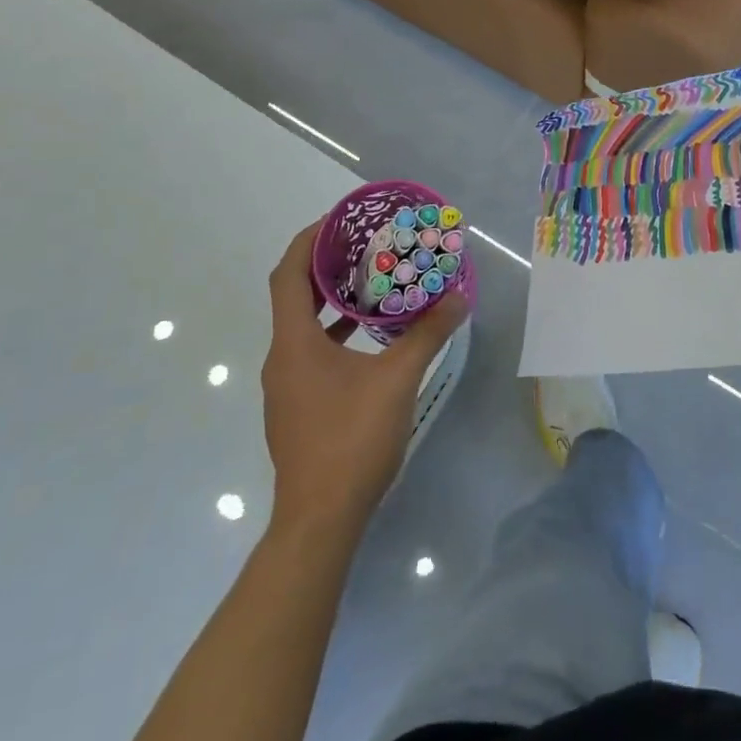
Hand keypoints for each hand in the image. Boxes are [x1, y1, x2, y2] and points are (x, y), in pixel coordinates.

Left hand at [260, 222, 468, 533]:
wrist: (320, 520)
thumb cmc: (351, 439)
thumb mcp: (397, 379)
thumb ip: (427, 334)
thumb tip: (458, 298)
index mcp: (294, 343)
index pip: (288, 275)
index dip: (308, 241)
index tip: (338, 220)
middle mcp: (282, 358)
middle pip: (294, 296)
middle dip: (326, 266)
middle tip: (365, 244)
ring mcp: (287, 386)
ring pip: (304, 326)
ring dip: (332, 300)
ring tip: (373, 281)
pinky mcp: (298, 406)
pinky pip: (312, 351)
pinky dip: (336, 332)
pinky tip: (370, 337)